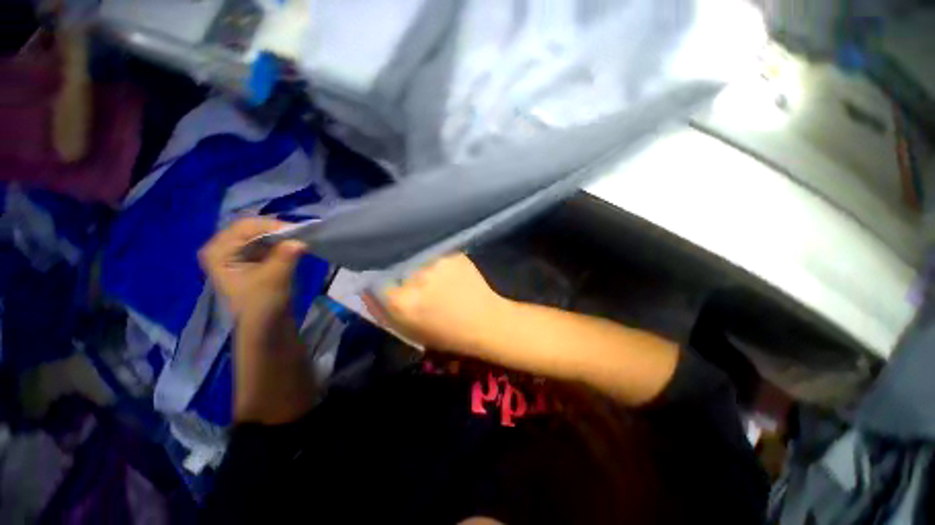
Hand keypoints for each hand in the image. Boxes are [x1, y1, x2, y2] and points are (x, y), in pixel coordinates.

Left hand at [200, 218, 315, 424]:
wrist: (266, 329)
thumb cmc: (262, 307)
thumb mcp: (273, 280)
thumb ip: (285, 257)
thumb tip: (301, 240)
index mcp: (218, 251)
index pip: (246, 226)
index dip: (274, 226)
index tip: (300, 233)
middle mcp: (225, 248)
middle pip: (255, 228)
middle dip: (280, 229)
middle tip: (304, 235)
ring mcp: (239, 254)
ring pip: (264, 234)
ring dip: (284, 236)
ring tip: (303, 240)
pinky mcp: (254, 260)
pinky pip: (269, 243)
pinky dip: (284, 243)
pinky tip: (297, 248)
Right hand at [364, 253, 506, 355]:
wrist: (486, 321)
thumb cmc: (447, 334)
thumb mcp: (408, 331)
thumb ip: (382, 310)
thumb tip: (365, 288)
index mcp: (401, 301)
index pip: (374, 280)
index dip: (379, 280)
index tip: (384, 282)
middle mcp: (416, 277)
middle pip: (394, 265)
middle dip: (398, 271)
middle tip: (412, 280)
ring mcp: (436, 261)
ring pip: (415, 257)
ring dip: (417, 264)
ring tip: (430, 275)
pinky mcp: (452, 252)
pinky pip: (434, 253)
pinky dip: (434, 260)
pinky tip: (444, 270)